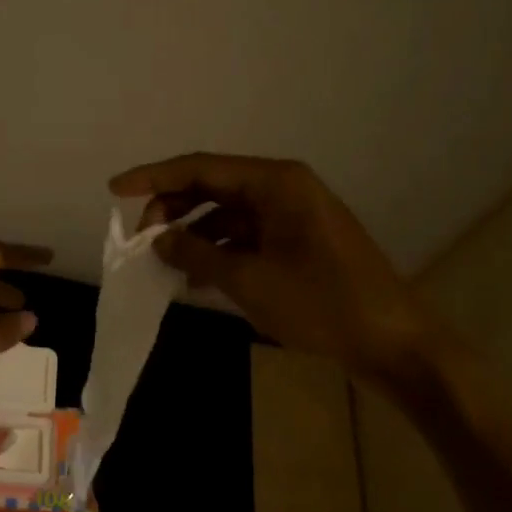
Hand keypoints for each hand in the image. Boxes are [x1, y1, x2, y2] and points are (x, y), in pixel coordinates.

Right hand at [110, 153, 443, 383]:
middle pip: (211, 187)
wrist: (397, 344)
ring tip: (163, 263)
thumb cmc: (323, 304)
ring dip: (193, 234)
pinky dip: (218, 251)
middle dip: (171, 209)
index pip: (198, 167)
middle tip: (141, 241)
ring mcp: (292, 215)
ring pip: (225, 213)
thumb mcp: (249, 280)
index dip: (152, 177)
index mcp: (274, 182)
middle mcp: (282, 188)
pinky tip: (196, 278)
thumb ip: (196, 253)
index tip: (114, 190)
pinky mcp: (298, 242)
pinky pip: (245, 235)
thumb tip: (158, 241)